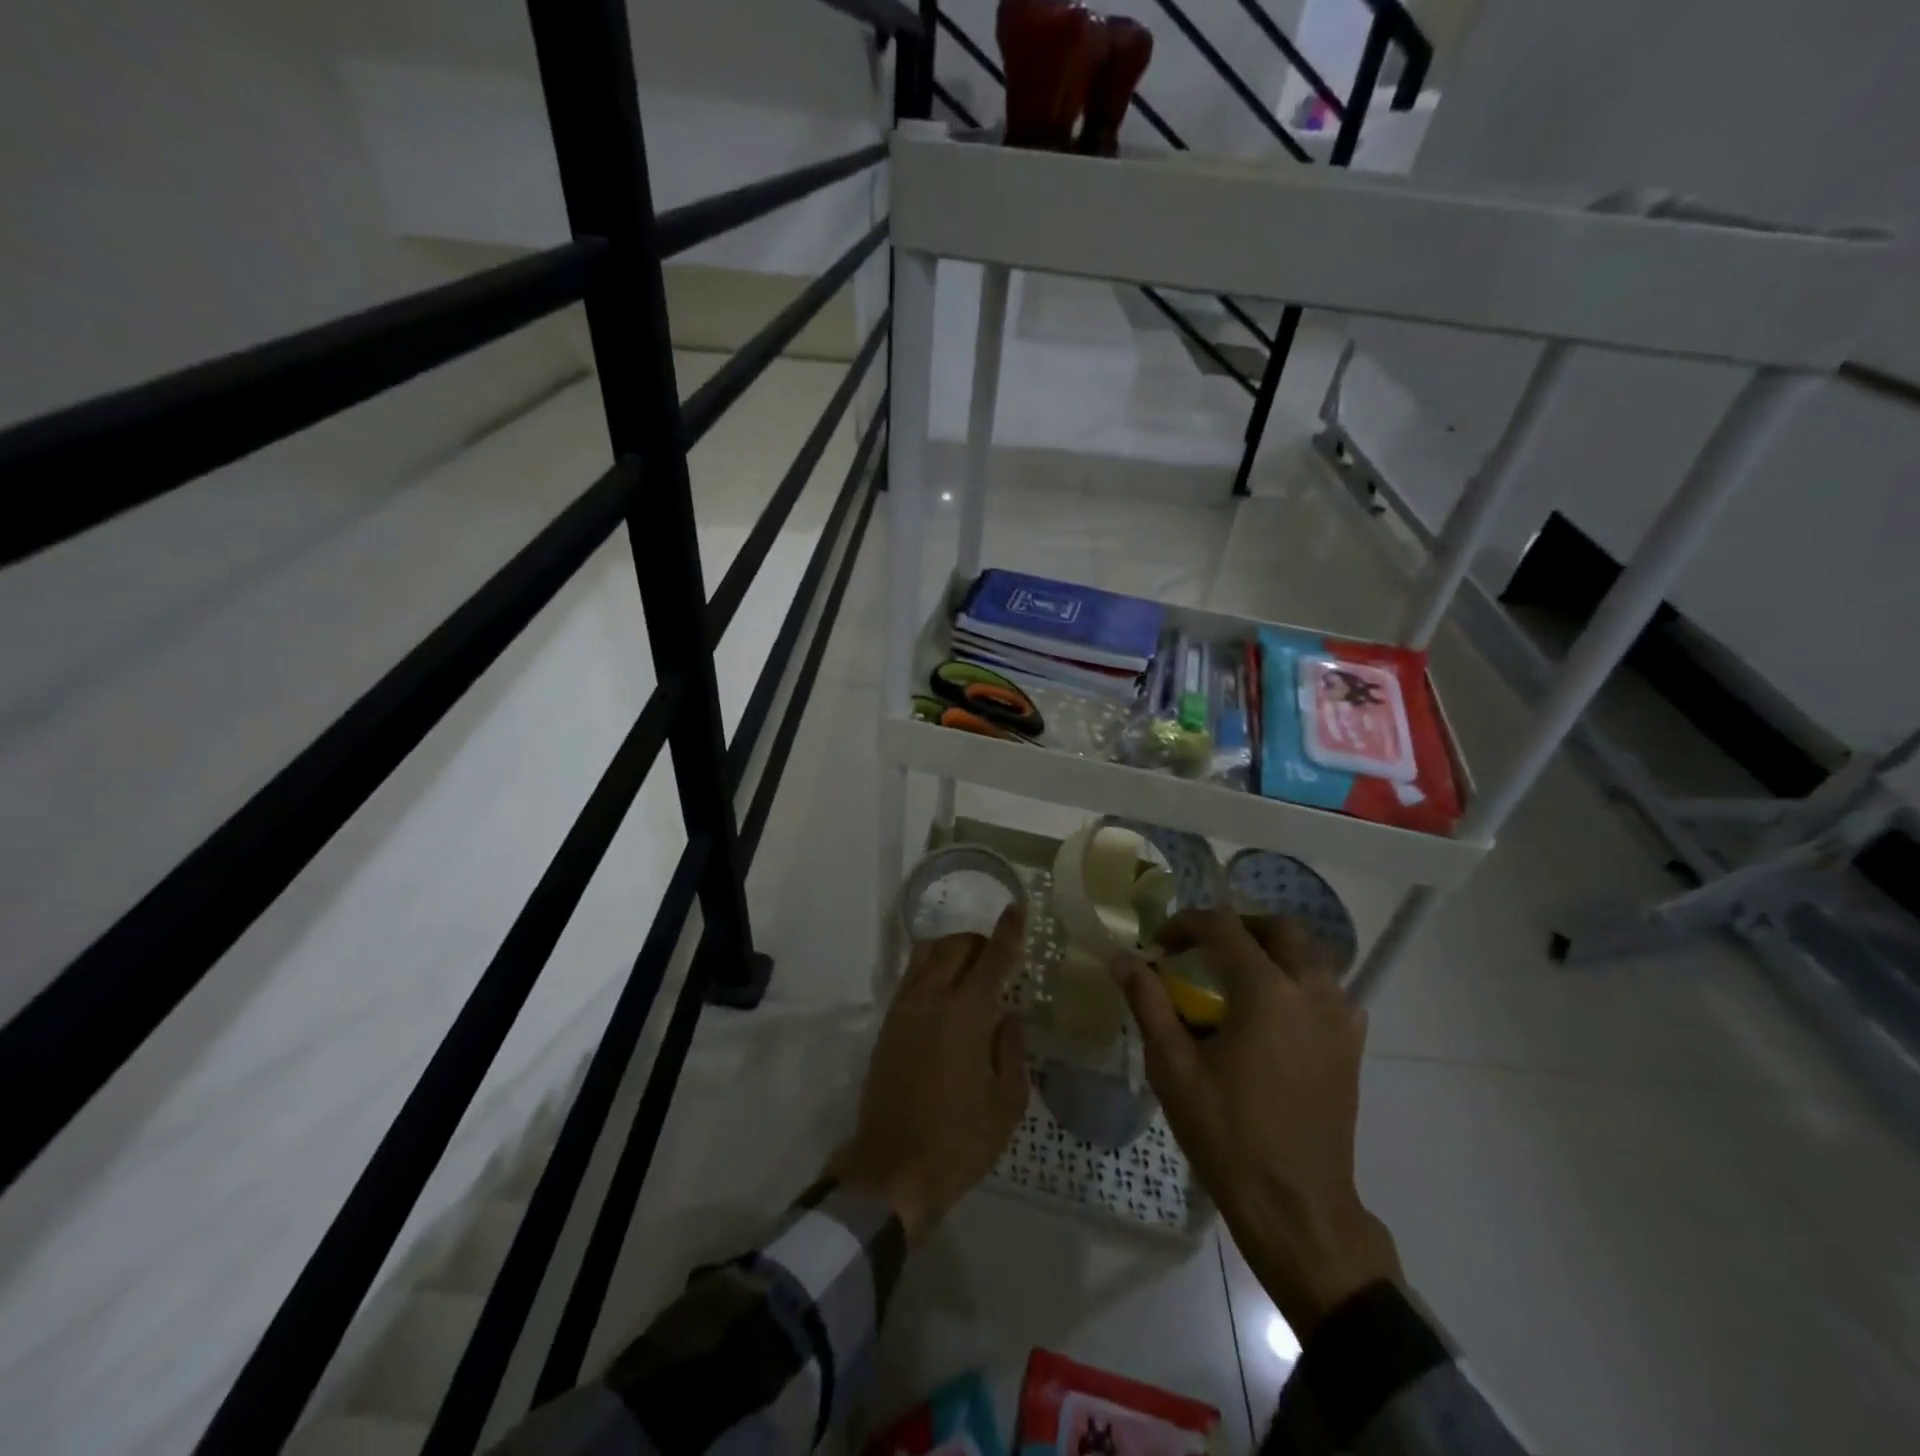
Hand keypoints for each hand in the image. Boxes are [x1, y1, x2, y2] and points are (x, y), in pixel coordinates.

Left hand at [829, 906, 1029, 1243]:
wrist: (893, 1168)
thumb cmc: (961, 1140)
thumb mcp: (1007, 1101)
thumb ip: (1011, 1048)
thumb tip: (1009, 1013)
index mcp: (965, 1013)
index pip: (992, 958)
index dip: (1008, 931)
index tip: (1018, 907)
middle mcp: (931, 998)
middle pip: (954, 945)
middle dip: (979, 941)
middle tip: (998, 958)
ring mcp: (904, 1008)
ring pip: (927, 954)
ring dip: (952, 950)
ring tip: (972, 971)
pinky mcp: (888, 1024)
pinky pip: (911, 975)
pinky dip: (932, 968)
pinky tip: (946, 991)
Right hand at [1112, 910, 1401, 1339]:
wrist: (1297, 1208)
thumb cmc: (1228, 1135)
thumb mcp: (1174, 1067)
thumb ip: (1149, 1002)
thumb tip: (1122, 958)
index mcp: (1266, 991)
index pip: (1224, 927)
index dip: (1187, 924)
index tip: (1160, 947)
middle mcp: (1310, 992)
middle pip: (1280, 929)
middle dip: (1238, 927)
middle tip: (1203, 949)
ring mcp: (1339, 1020)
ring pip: (1311, 956)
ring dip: (1272, 950)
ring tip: (1236, 976)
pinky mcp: (1350, 1048)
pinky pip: (1330, 992)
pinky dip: (1300, 982)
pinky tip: (1275, 1011)